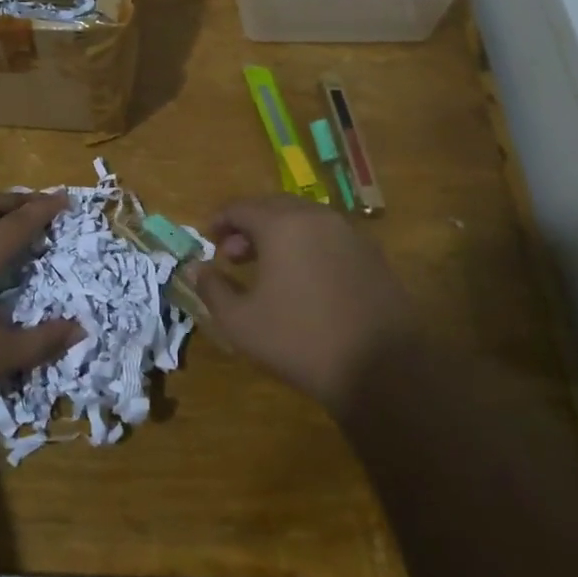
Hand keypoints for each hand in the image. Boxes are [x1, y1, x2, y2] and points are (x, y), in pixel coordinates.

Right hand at [187, 195, 420, 412]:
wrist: (382, 370)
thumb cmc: (300, 340)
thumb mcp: (241, 322)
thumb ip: (212, 288)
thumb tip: (195, 268)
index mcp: (282, 224)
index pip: (240, 207)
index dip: (219, 221)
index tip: (207, 240)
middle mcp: (316, 216)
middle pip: (273, 206)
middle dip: (248, 226)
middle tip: (232, 256)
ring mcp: (349, 233)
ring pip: (303, 219)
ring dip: (278, 234)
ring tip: (265, 268)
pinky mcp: (371, 254)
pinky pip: (328, 236)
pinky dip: (306, 245)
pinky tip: (302, 279)